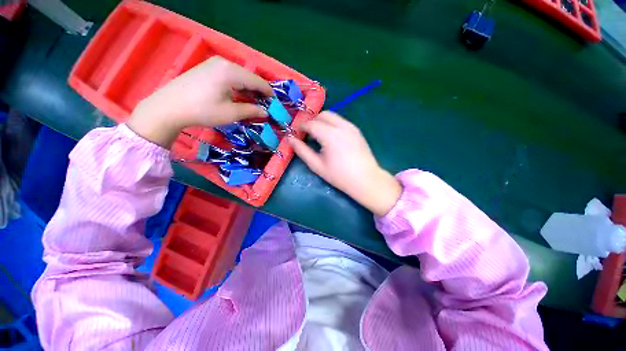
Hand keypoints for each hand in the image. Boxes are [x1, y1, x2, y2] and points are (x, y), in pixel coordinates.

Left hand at [127, 56, 272, 147]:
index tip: (276, 104)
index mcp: (231, 72)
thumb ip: (251, 111)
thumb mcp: (231, 113)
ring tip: (254, 102)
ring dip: (249, 89)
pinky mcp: (207, 68)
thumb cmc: (202, 111)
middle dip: (259, 91)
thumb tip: (265, 112)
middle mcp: (224, 63)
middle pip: (249, 77)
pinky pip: (230, 75)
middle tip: (265, 105)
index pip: (258, 81)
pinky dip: (238, 86)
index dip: (269, 93)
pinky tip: (239, 96)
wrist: (168, 107)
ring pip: (240, 76)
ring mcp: (214, 63)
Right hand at [288, 112, 401, 215]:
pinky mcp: (356, 130)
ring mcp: (351, 126)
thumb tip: (289, 139)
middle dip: (312, 121)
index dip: (301, 127)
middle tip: (308, 135)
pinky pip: (340, 121)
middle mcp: (341, 125)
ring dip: (322, 122)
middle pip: (322, 115)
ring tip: (319, 136)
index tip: (297, 134)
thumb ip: (302, 150)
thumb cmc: (339, 176)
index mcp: (330, 134)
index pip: (311, 123)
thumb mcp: (317, 165)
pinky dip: (332, 124)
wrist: (366, 180)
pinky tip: (331, 138)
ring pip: (332, 116)